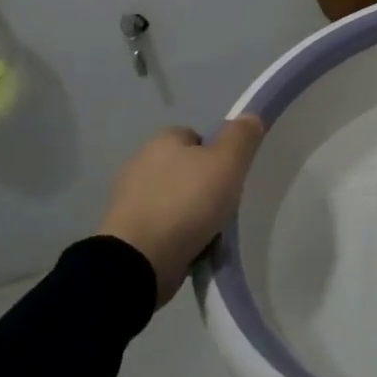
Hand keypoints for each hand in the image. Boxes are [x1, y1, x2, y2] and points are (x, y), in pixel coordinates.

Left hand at [100, 118, 264, 306]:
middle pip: (186, 169)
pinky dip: (176, 235)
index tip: (230, 176)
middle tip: (224, 205)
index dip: (217, 154)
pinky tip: (191, 248)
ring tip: (210, 233)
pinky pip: (162, 226)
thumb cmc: (187, 202)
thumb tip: (251, 116)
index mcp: (162, 141)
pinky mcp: (126, 231)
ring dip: (191, 213)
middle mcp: (141, 163)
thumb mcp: (227, 162)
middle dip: (205, 186)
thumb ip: (242, 136)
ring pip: (175, 199)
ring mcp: (130, 199)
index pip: (197, 137)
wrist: (140, 260)